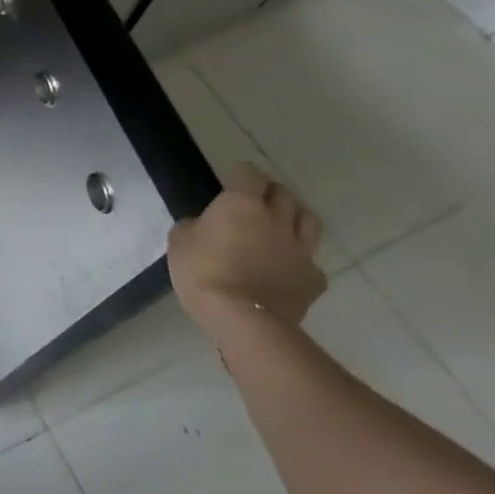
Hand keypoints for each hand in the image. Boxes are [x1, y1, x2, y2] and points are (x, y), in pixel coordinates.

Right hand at [168, 163, 324, 336]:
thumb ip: (195, 225)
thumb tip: (205, 226)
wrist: (244, 321)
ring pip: (308, 220)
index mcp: (242, 203)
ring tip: (279, 227)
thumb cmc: (204, 272)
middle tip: (255, 202)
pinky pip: (312, 261)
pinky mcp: (314, 280)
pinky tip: (287, 269)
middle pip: (283, 193)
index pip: (249, 173)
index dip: (240, 175)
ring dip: (294, 217)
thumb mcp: (180, 240)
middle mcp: (276, 219)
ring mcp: (300, 250)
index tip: (231, 183)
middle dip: (269, 193)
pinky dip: (301, 260)